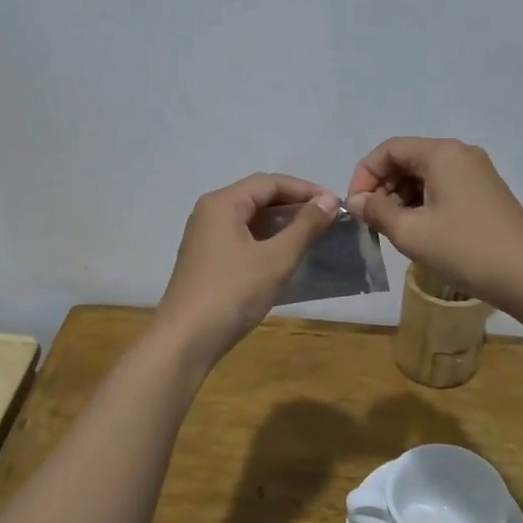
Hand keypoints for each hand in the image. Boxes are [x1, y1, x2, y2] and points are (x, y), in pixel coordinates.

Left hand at [155, 174, 340, 364]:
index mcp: (223, 203)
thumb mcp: (276, 258)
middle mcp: (210, 212)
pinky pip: (243, 238)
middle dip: (295, 205)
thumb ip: (305, 227)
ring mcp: (206, 237)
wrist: (186, 339)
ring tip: (314, 235)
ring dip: (282, 224)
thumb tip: (329, 201)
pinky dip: (268, 240)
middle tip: (329, 219)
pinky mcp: (208, 259)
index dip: (305, 189)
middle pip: (259, 197)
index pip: (270, 182)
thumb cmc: (232, 292)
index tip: (336, 203)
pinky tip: (287, 255)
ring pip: (251, 219)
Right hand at [347, 138, 522, 313]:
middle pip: (407, 160)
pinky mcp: (486, 194)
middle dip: (383, 188)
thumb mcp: (410, 232)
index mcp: (441, 153)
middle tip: (372, 222)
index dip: (364, 175)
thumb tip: (357, 201)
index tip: (355, 208)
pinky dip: (423, 205)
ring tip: (393, 231)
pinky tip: (419, 233)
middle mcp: (460, 154)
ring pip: (425, 176)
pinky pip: (443, 189)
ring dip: (401, 199)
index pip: (388, 150)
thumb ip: (377, 211)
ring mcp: (477, 174)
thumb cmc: (465, 249)